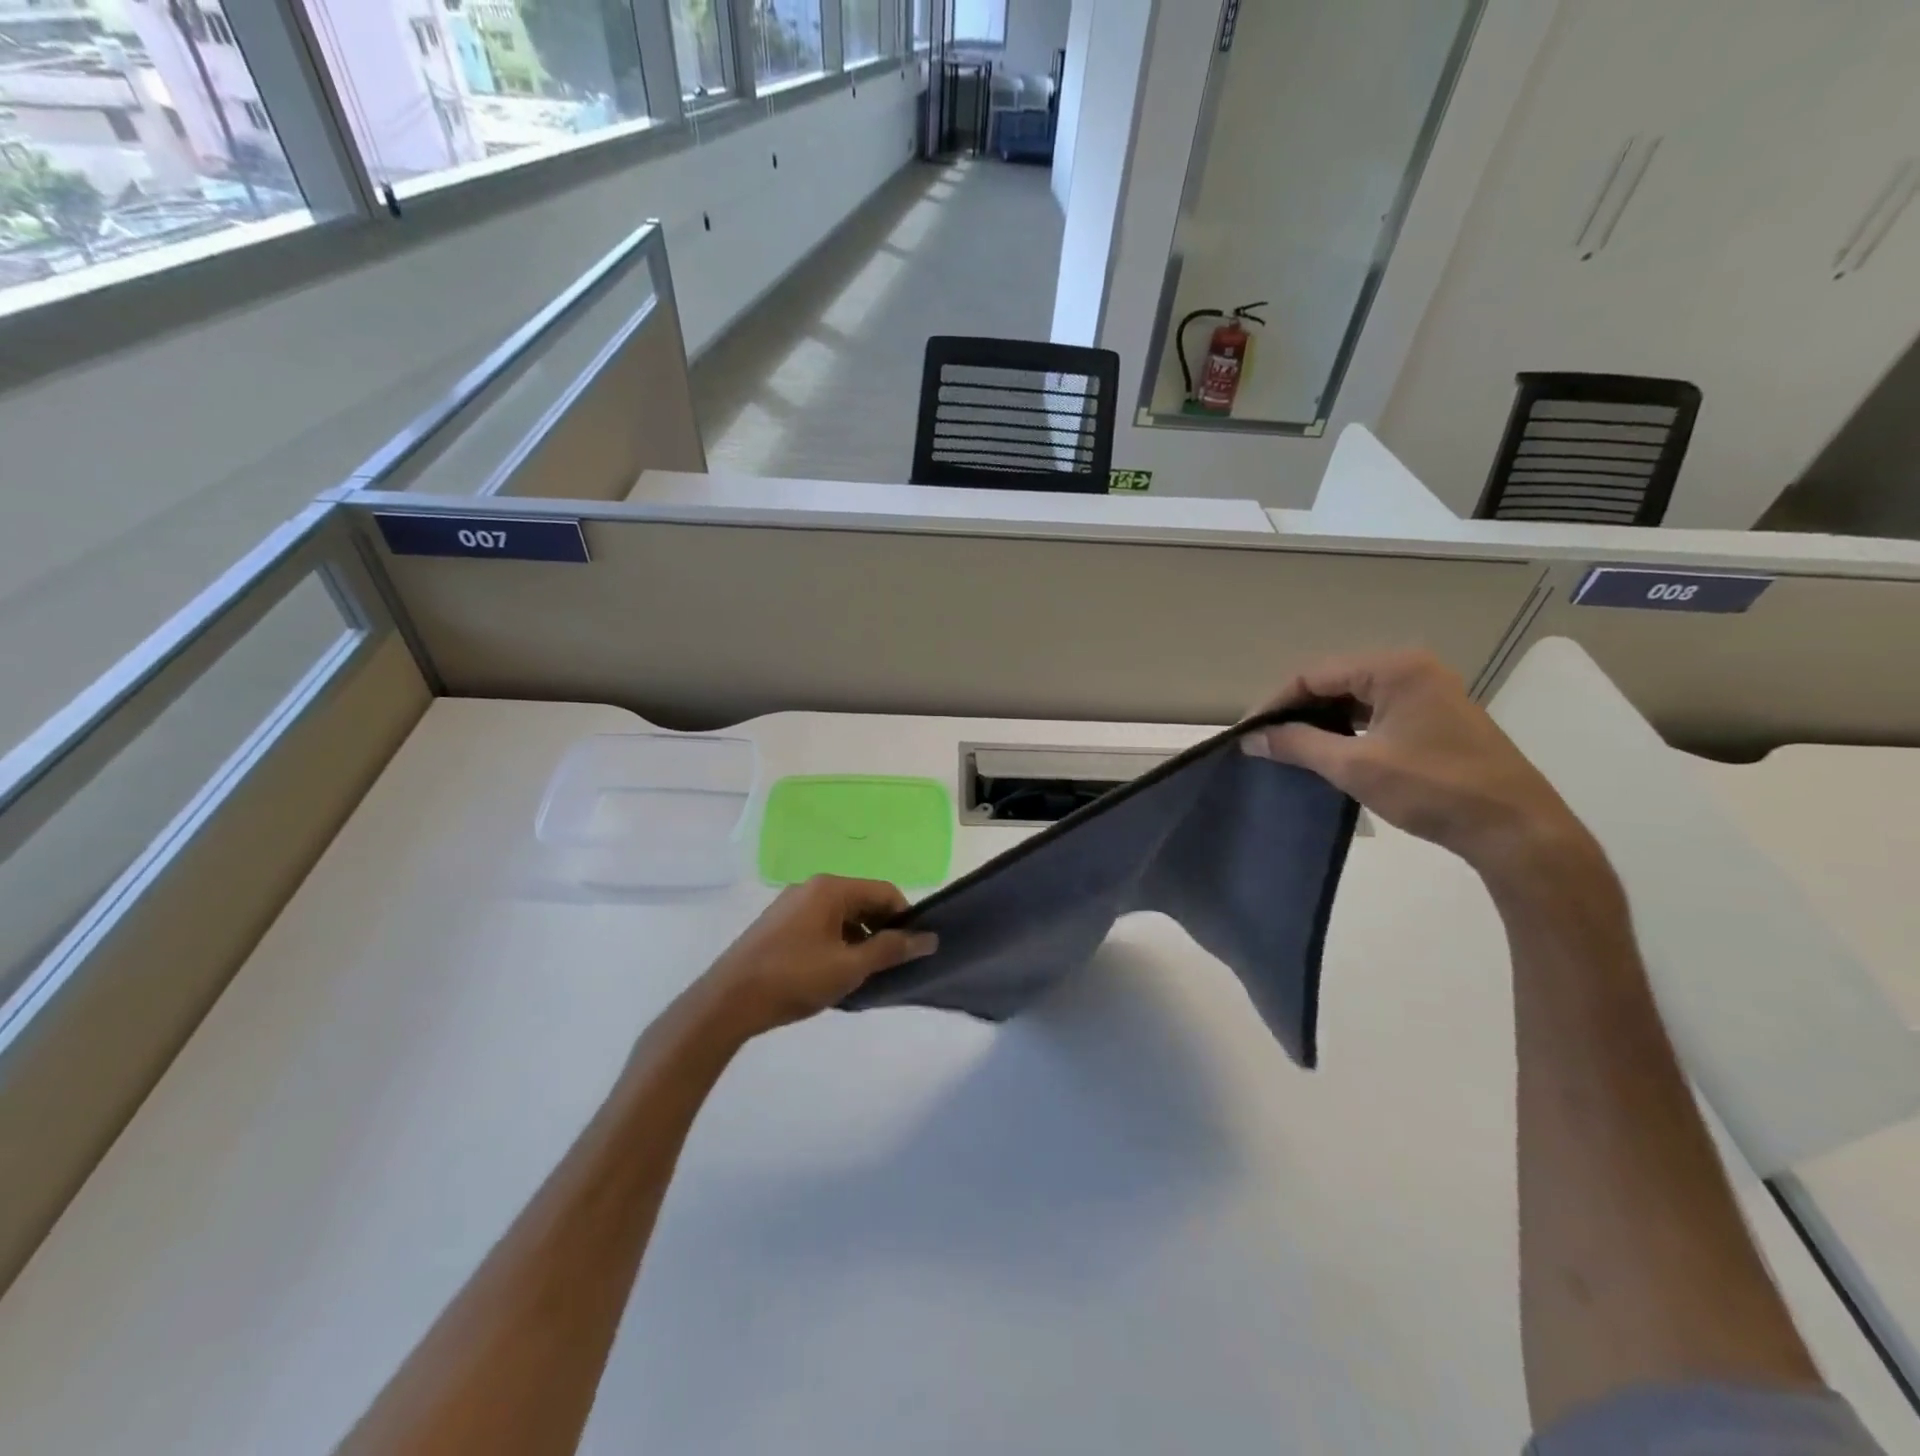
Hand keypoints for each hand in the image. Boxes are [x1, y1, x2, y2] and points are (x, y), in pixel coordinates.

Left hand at [697, 876, 937, 1037]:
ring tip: (863, 975)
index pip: (885, 891)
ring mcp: (791, 904)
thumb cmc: (794, 979)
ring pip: (841, 915)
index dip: (905, 918)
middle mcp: (811, 887)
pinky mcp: (778, 924)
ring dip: (859, 940)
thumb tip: (928, 938)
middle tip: (890, 966)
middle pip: (863, 901)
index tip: (913, 950)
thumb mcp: (849, 967)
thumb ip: (890, 950)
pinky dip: (836, 943)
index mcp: (831, 888)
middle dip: (882, 930)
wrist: (727, 1002)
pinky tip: (833, 974)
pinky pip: (820, 925)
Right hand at [1243, 650, 1596, 879]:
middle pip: (1334, 681)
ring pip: (1355, 698)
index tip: (1248, 733)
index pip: (1314, 674)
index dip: (1275, 702)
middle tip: (1265, 741)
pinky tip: (1328, 750)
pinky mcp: (1436, 718)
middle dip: (1296, 710)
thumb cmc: (1434, 789)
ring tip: (1289, 747)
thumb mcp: (1355, 766)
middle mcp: (1413, 669)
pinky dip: (1347, 729)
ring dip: (1321, 720)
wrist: (1516, 829)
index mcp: (1395, 668)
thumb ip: (1299, 745)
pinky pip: (1377, 713)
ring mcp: (1429, 693)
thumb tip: (1252, 738)